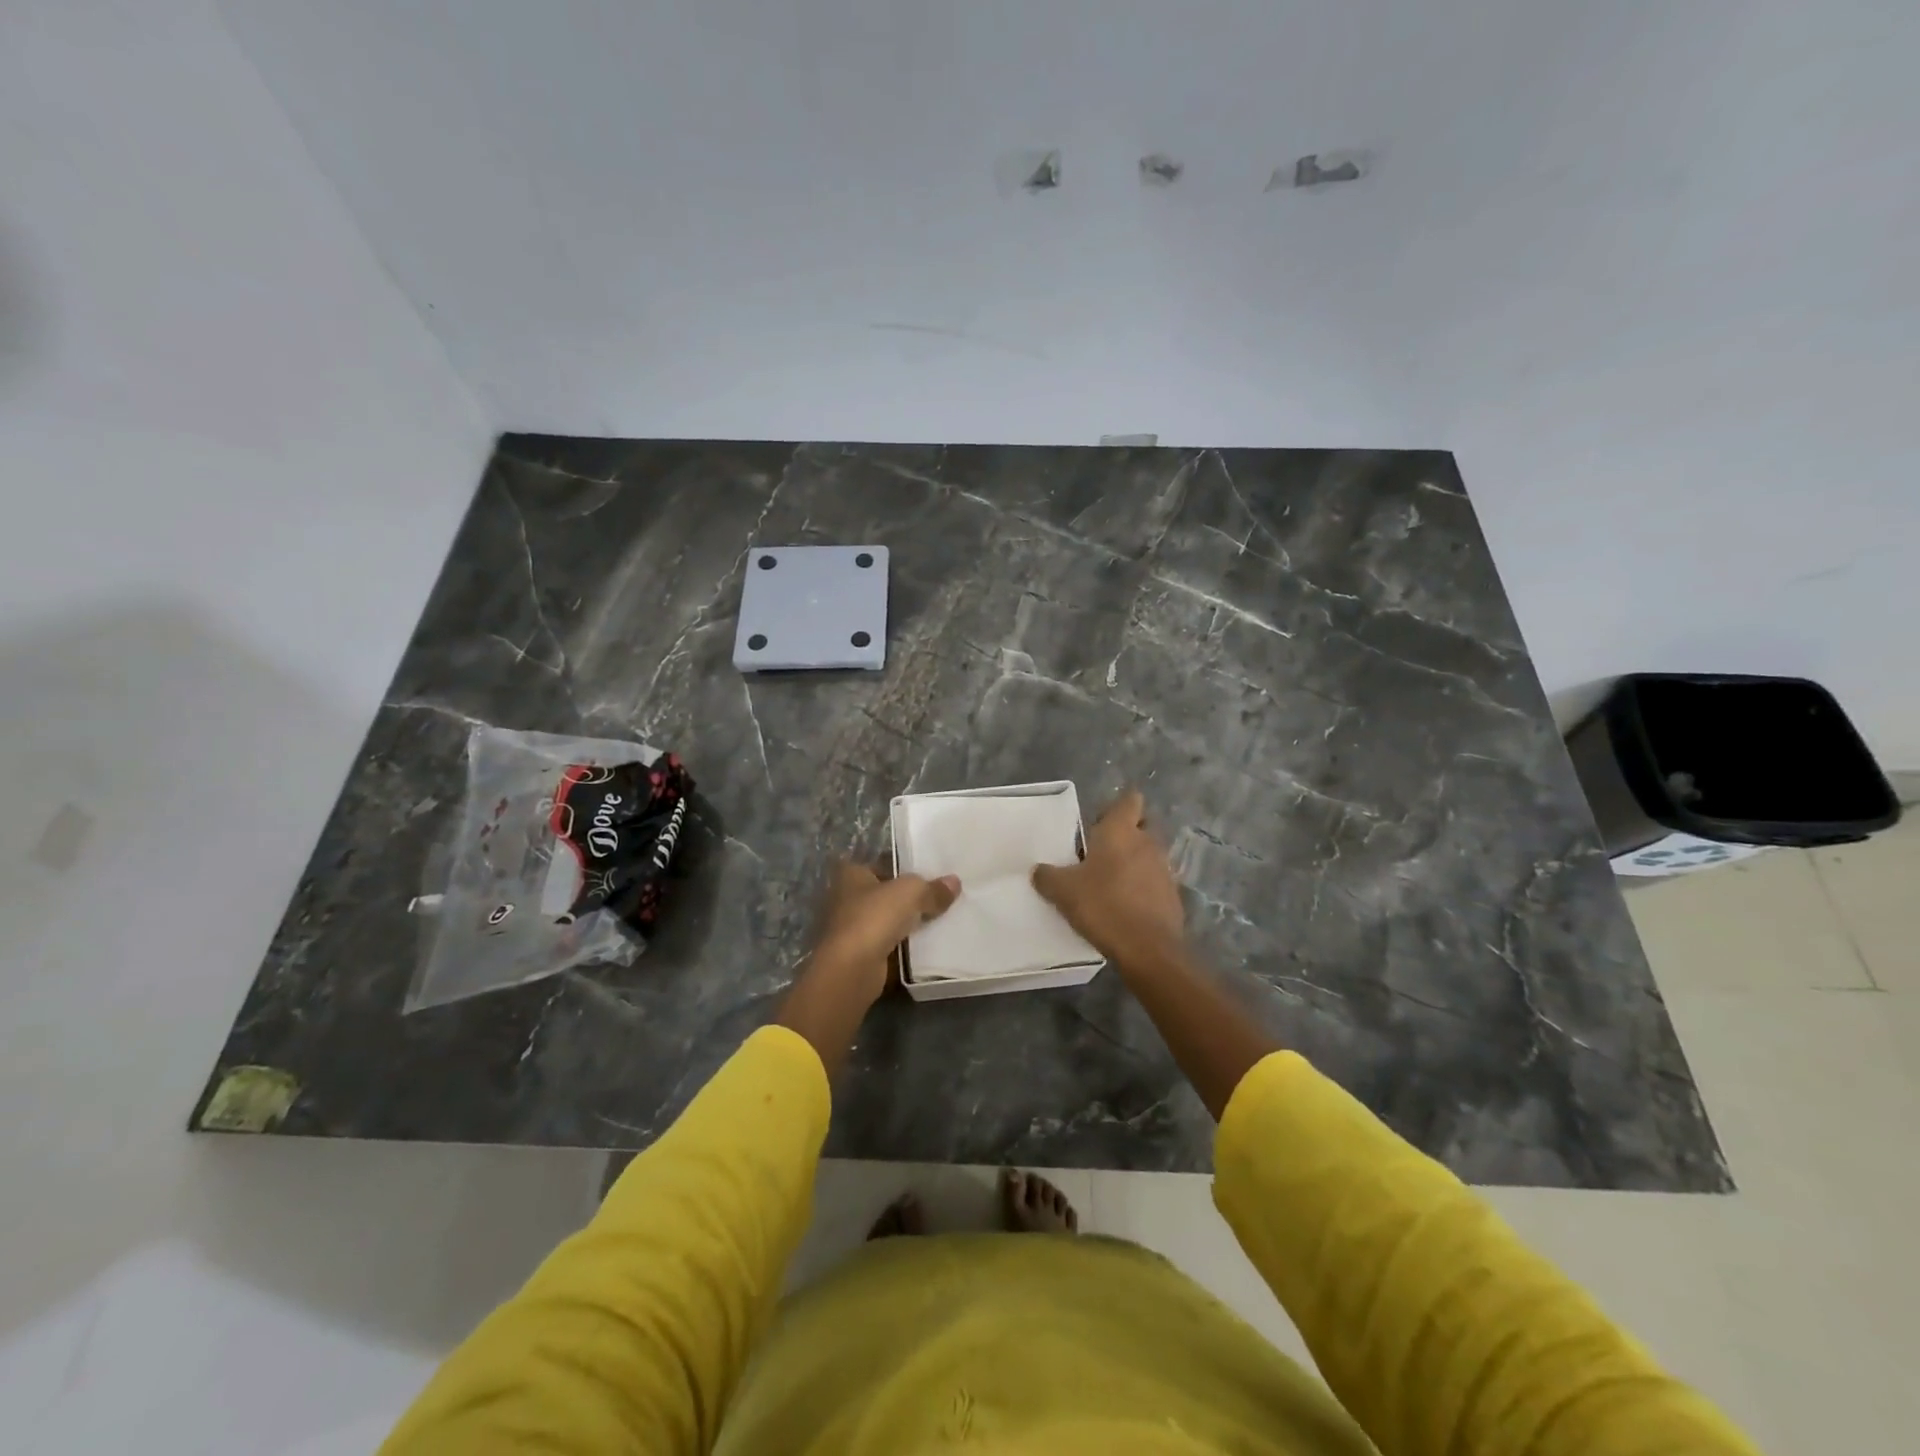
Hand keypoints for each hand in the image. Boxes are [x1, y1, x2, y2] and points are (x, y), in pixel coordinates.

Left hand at [779, 859, 960, 1076]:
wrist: (852, 968)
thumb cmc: (874, 917)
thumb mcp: (911, 892)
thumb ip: (932, 888)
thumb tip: (954, 882)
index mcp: (851, 874)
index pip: (879, 864)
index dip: (901, 867)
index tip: (926, 874)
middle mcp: (845, 898)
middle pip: (883, 893)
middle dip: (906, 898)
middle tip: (938, 898)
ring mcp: (850, 929)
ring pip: (885, 920)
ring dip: (905, 923)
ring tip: (938, 921)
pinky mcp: (857, 955)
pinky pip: (887, 944)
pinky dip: (902, 946)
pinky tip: (925, 946)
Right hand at [1032, 789, 1184, 968]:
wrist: (1147, 948)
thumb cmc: (1103, 905)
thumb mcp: (1063, 891)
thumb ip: (1047, 876)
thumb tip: (1038, 870)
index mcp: (1121, 831)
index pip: (1130, 800)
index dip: (1116, 806)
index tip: (1099, 821)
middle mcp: (1147, 843)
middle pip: (1143, 825)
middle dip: (1127, 832)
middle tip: (1102, 850)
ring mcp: (1164, 869)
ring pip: (1150, 854)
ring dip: (1135, 861)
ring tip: (1110, 880)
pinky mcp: (1173, 896)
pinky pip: (1156, 881)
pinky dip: (1143, 887)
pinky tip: (1125, 905)